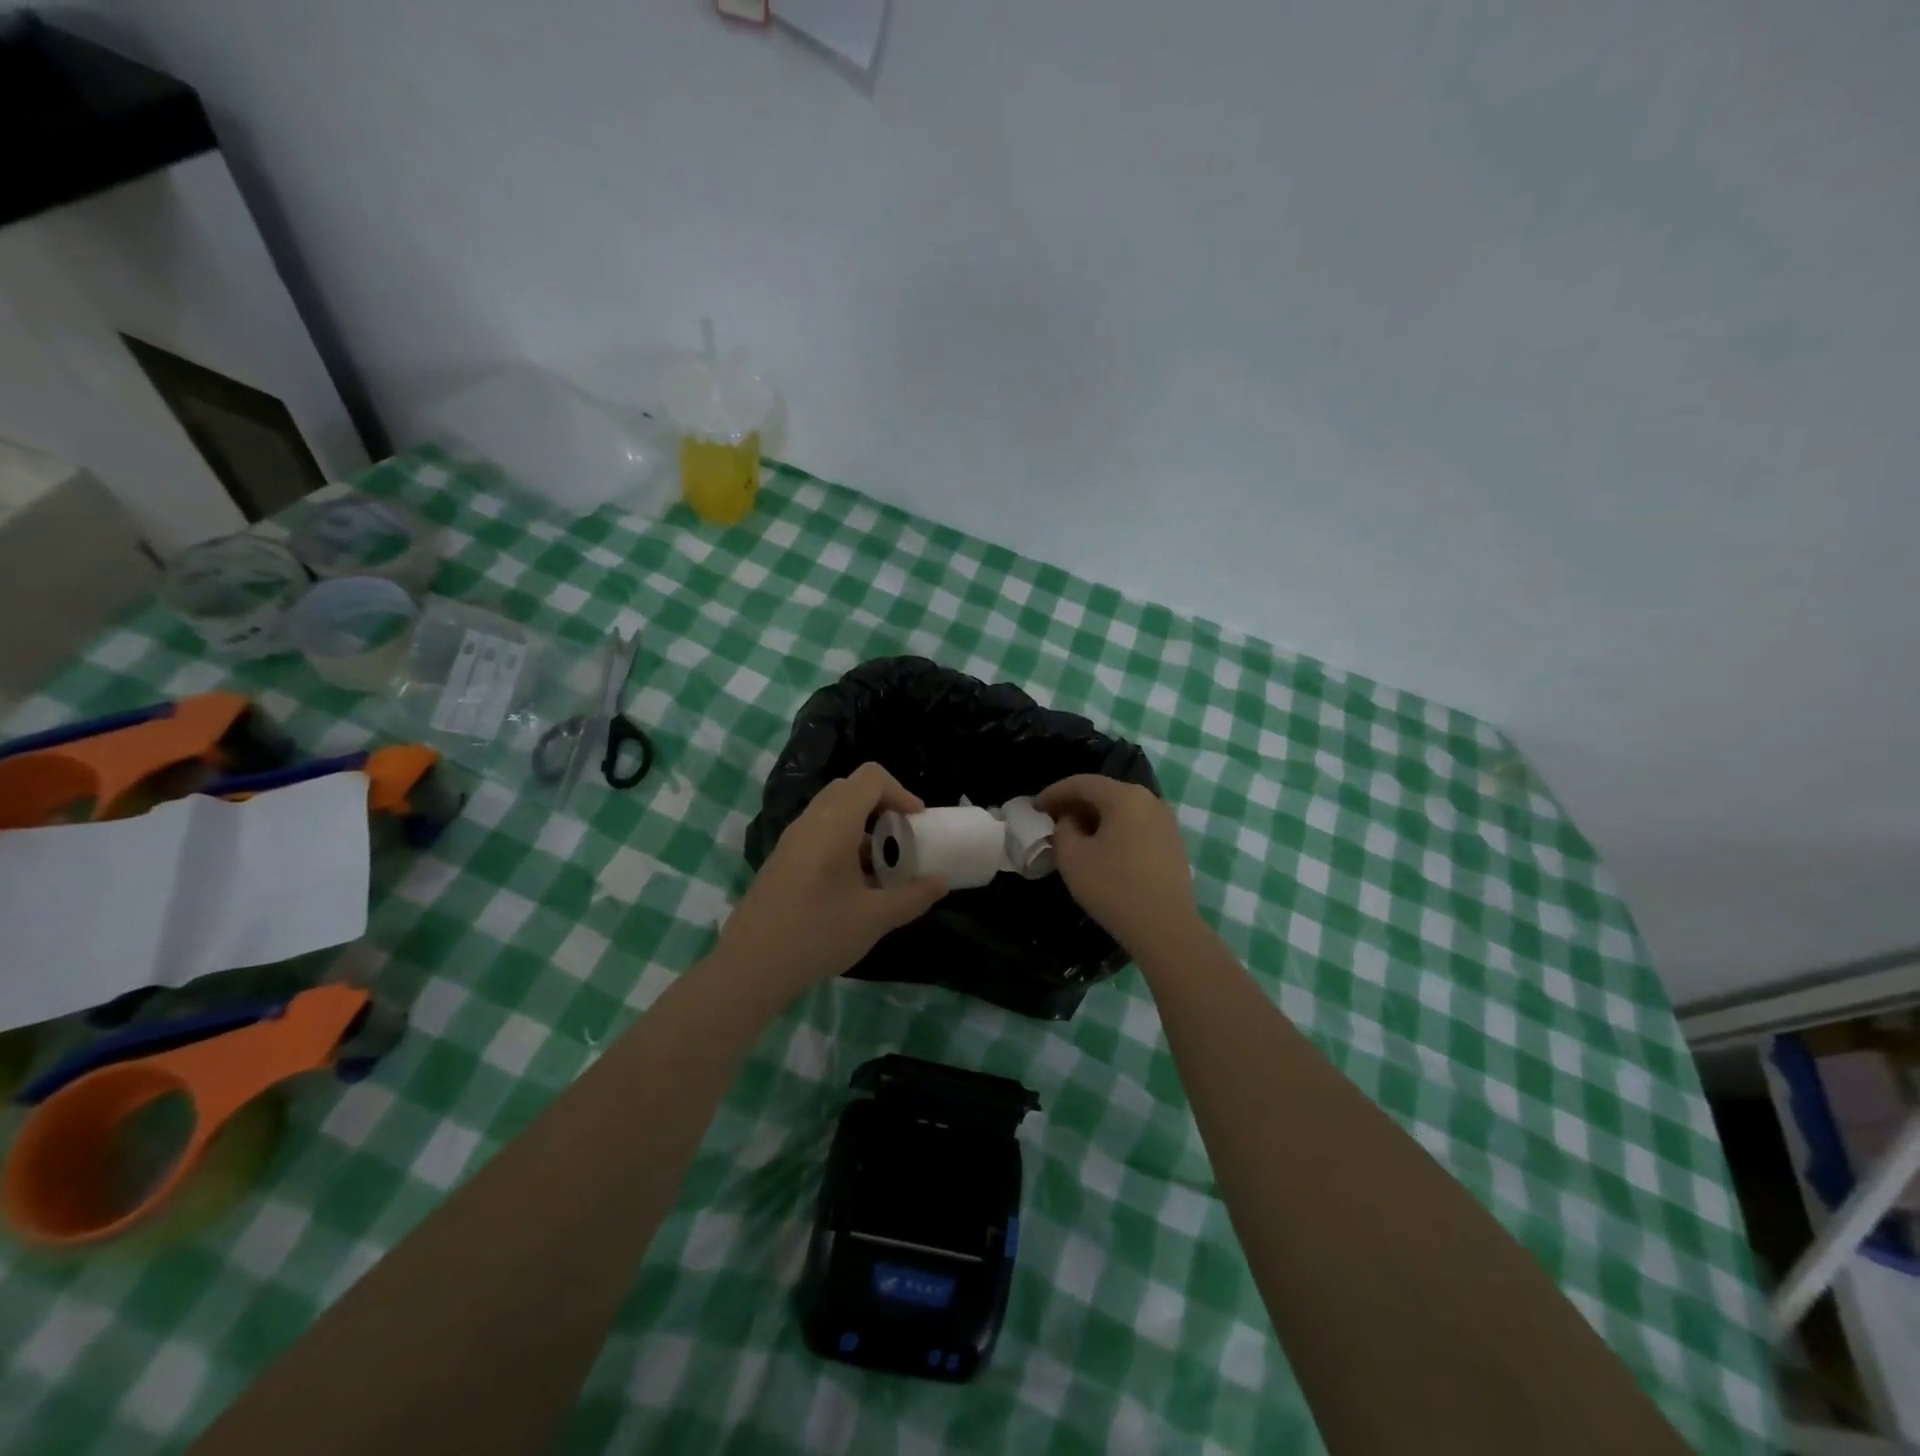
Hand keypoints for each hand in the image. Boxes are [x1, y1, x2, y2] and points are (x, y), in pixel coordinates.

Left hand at [715, 762, 947, 995]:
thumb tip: (941, 881)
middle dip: (882, 805)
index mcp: (834, 822)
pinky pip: (818, 832)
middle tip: (902, 837)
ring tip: (882, 864)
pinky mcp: (782, 859)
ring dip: (862, 825)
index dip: (900, 792)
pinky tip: (853, 884)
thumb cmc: (817, 933)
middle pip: (850, 788)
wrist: (750, 966)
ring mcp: (792, 840)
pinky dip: (843, 841)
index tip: (917, 823)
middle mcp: (810, 821)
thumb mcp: (875, 918)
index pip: (871, 777)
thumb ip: (913, 896)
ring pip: (833, 811)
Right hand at [1037, 775, 1201, 957]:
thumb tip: (1071, 821)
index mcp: (1125, 797)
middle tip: (1051, 819)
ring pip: (1121, 809)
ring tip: (1073, 834)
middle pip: (1104, 792)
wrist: (1165, 928)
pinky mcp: (1172, 842)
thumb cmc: (1114, 888)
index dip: (1054, 792)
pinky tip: (1101, 849)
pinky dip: (1114, 829)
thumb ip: (1063, 829)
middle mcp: (1150, 800)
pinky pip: (1135, 824)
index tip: (1035, 808)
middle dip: (1074, 803)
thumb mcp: (1072, 857)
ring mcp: (1166, 821)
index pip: (1082, 783)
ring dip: (1094, 817)